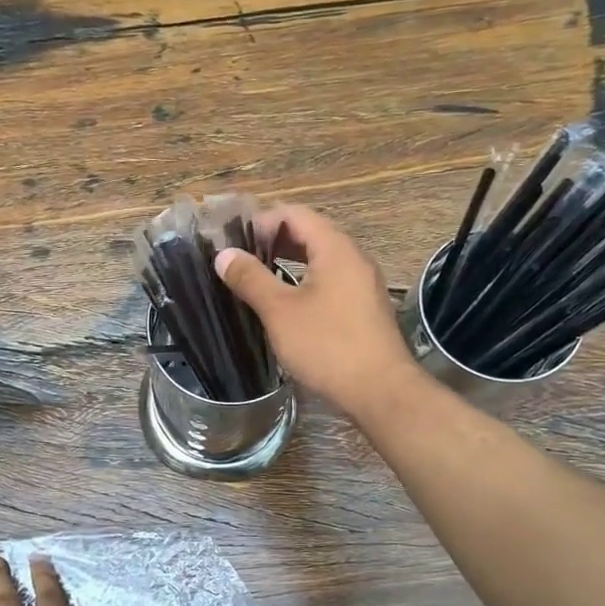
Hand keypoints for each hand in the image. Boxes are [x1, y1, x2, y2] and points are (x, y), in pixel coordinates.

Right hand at [215, 203, 422, 421]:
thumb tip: (224, 255)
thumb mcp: (280, 311)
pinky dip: (304, 282)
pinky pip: (330, 281)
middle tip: (240, 260)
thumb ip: (250, 278)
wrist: (380, 391)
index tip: (233, 243)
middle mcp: (353, 258)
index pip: (294, 214)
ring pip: (320, 259)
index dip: (261, 222)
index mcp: (335, 248)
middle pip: (309, 233)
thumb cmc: (327, 345)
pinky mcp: (364, 308)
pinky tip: (286, 304)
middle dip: (273, 241)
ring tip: (257, 280)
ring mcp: (362, 284)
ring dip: (288, 263)